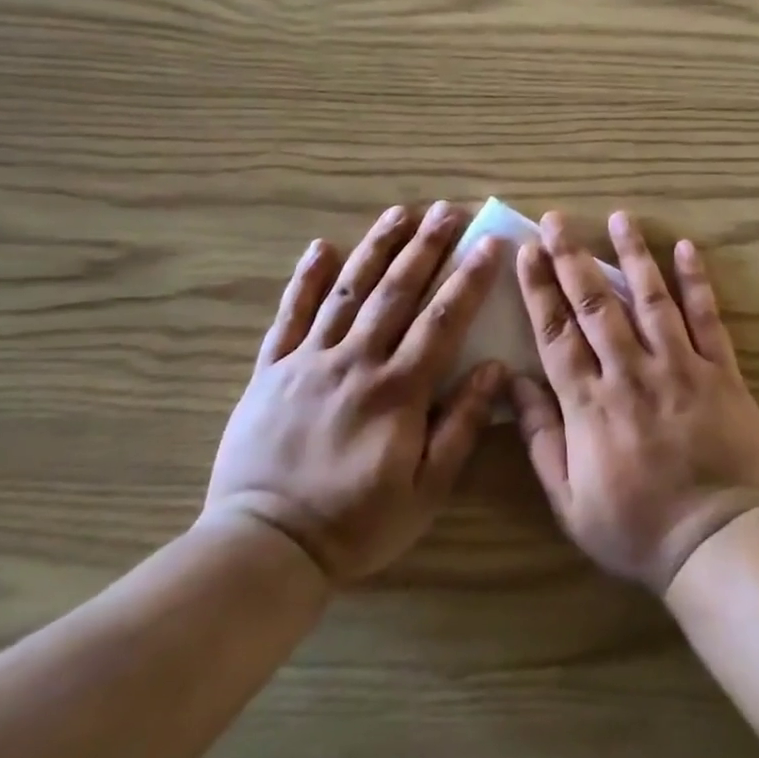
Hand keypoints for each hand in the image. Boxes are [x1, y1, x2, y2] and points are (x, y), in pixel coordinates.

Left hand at [203, 202, 506, 583]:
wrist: (264, 546)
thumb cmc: (357, 522)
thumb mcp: (426, 489)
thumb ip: (461, 425)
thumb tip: (493, 368)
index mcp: (397, 390)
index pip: (442, 320)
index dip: (469, 279)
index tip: (490, 244)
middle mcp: (355, 362)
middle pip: (396, 292)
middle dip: (426, 247)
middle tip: (448, 211)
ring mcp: (308, 361)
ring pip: (347, 292)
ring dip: (376, 248)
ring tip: (400, 212)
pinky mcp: (270, 370)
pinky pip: (289, 316)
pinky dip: (305, 280)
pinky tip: (321, 247)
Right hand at [511, 211, 758, 592]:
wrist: (715, 542)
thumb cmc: (635, 528)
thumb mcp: (568, 500)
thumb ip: (541, 438)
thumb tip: (513, 385)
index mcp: (589, 404)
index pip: (556, 333)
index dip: (539, 289)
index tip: (527, 253)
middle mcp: (631, 373)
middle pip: (595, 305)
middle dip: (572, 258)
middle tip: (557, 220)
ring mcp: (680, 368)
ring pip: (651, 299)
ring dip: (632, 256)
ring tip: (619, 218)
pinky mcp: (721, 372)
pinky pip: (708, 319)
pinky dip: (696, 283)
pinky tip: (686, 249)